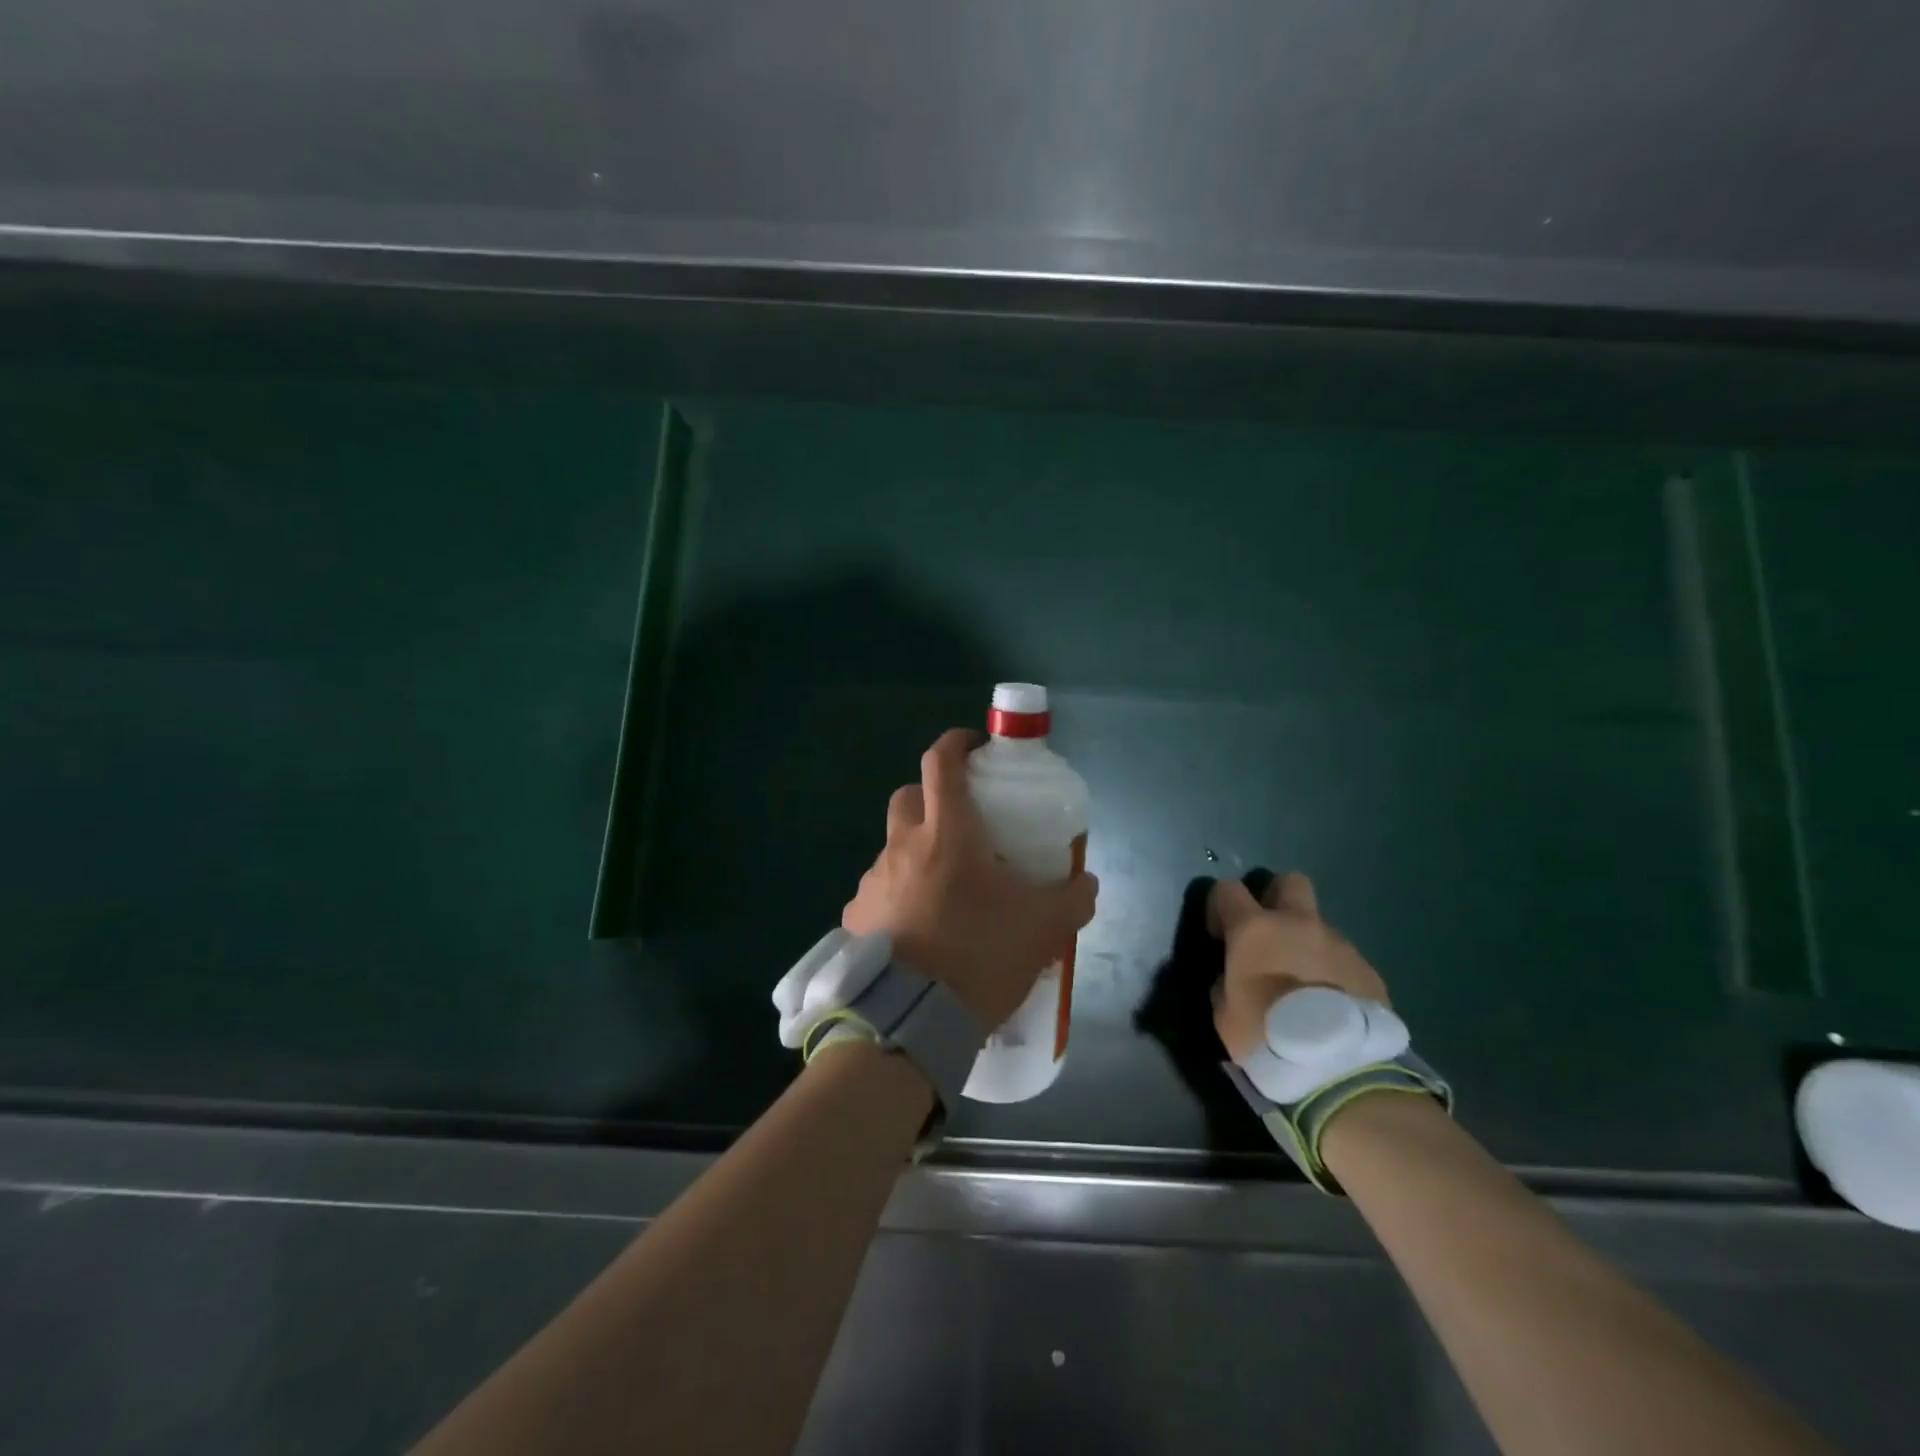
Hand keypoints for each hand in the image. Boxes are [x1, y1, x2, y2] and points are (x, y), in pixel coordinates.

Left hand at [843, 729, 1097, 1027]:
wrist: (914, 1018)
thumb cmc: (980, 955)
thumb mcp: (1043, 927)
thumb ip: (1073, 898)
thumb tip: (1087, 882)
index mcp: (947, 833)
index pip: (942, 762)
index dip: (957, 743)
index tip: (974, 746)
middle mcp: (902, 846)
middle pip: (909, 796)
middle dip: (932, 797)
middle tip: (961, 825)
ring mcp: (873, 881)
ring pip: (892, 847)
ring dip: (916, 854)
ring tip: (943, 892)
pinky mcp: (856, 917)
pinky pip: (878, 892)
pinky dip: (897, 896)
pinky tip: (917, 930)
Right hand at [1208, 872, 1390, 1061]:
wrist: (1337, 1065)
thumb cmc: (1266, 1035)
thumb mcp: (1224, 1014)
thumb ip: (1226, 984)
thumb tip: (1233, 978)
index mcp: (1254, 929)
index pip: (1228, 889)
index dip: (1220, 907)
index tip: (1221, 935)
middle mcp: (1297, 924)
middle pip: (1290, 882)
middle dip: (1278, 899)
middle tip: (1271, 934)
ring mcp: (1338, 944)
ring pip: (1320, 928)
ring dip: (1308, 946)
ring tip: (1306, 986)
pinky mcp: (1368, 970)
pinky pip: (1345, 960)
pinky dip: (1334, 974)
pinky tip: (1332, 1005)